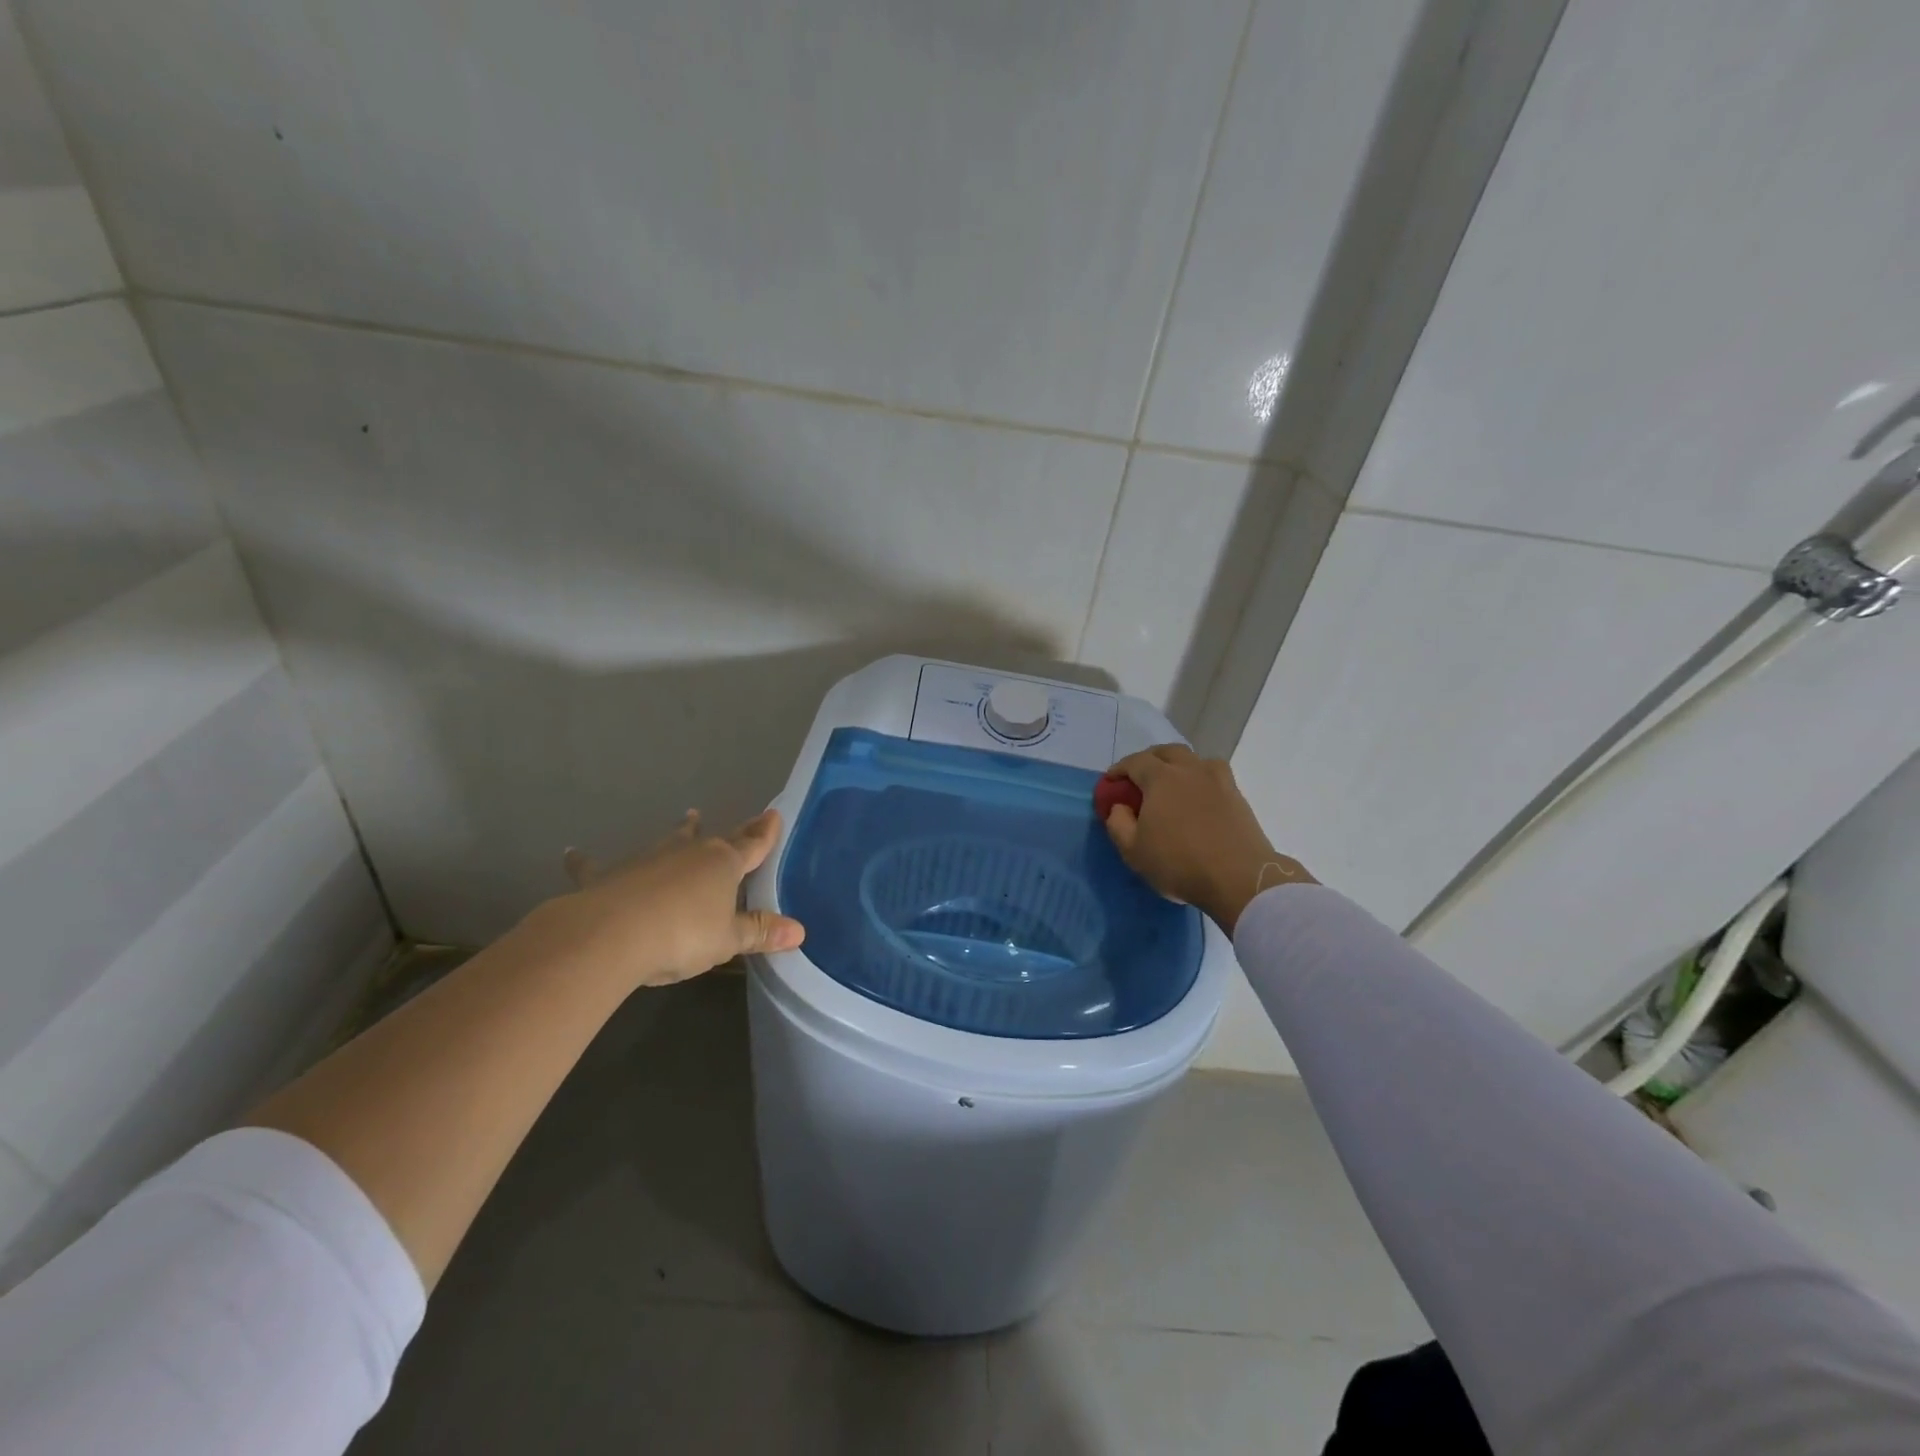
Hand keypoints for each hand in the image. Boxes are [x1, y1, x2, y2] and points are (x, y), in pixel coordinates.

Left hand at [525, 808, 804, 989]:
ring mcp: (648, 859)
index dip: (765, 832)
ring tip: (688, 817)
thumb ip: (759, 932)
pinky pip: (597, 866)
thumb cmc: (682, 935)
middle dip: (730, 832)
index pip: (752, 845)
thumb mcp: (727, 940)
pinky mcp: (609, 875)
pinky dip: (585, 861)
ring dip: (680, 831)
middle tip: (744, 820)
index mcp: (722, 864)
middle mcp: (688, 853)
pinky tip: (571, 852)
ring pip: (669, 841)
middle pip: (714, 839)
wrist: (612, 934)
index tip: (773, 814)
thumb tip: (800, 931)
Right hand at [1103, 745, 1313, 932]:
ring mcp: (1218, 780)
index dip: (1119, 769)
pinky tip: (1198, 796)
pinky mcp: (1237, 795)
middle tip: (1139, 778)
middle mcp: (1190, 769)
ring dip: (1178, 765)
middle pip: (1167, 752)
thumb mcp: (1133, 850)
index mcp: (1161, 778)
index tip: (1111, 782)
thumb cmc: (1179, 863)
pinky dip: (1200, 779)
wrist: (1239, 878)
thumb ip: (1118, 823)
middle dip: (1149, 760)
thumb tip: (1119, 806)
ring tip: (1172, 783)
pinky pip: (1214, 776)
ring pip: (1194, 759)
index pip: (1135, 762)